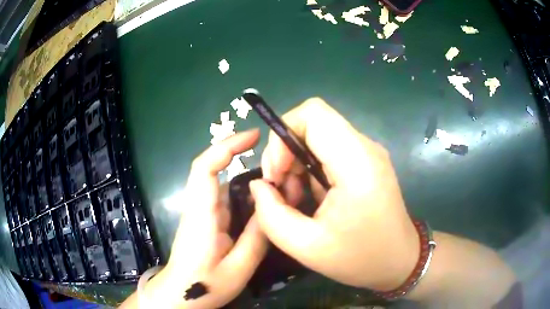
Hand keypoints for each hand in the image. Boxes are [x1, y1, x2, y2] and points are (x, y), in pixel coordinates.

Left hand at [135, 130, 267, 308]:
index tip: (253, 136)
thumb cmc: (204, 284)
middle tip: (276, 160)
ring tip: (277, 181)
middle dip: (241, 155)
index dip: (226, 146)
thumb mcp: (238, 268)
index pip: (205, 168)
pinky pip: (225, 197)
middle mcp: (199, 206)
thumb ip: (256, 237)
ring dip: (246, 175)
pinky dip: (244, 192)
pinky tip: (263, 201)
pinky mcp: (206, 219)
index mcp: (202, 214)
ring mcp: (201, 212)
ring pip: (223, 183)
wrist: (180, 295)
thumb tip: (270, 206)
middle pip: (214, 169)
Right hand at [249, 98, 419, 291]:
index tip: (277, 173)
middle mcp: (365, 147)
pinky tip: (312, 197)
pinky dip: (310, 167)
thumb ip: (271, 215)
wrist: (399, 260)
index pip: (313, 113)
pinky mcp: (366, 161)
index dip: (283, 135)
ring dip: (297, 161)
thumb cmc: (359, 258)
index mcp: (356, 162)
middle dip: (286, 150)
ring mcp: (368, 152)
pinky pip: (329, 149)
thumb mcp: (306, 247)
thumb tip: (259, 184)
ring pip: (318, 135)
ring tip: (296, 198)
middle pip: (313, 121)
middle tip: (281, 188)